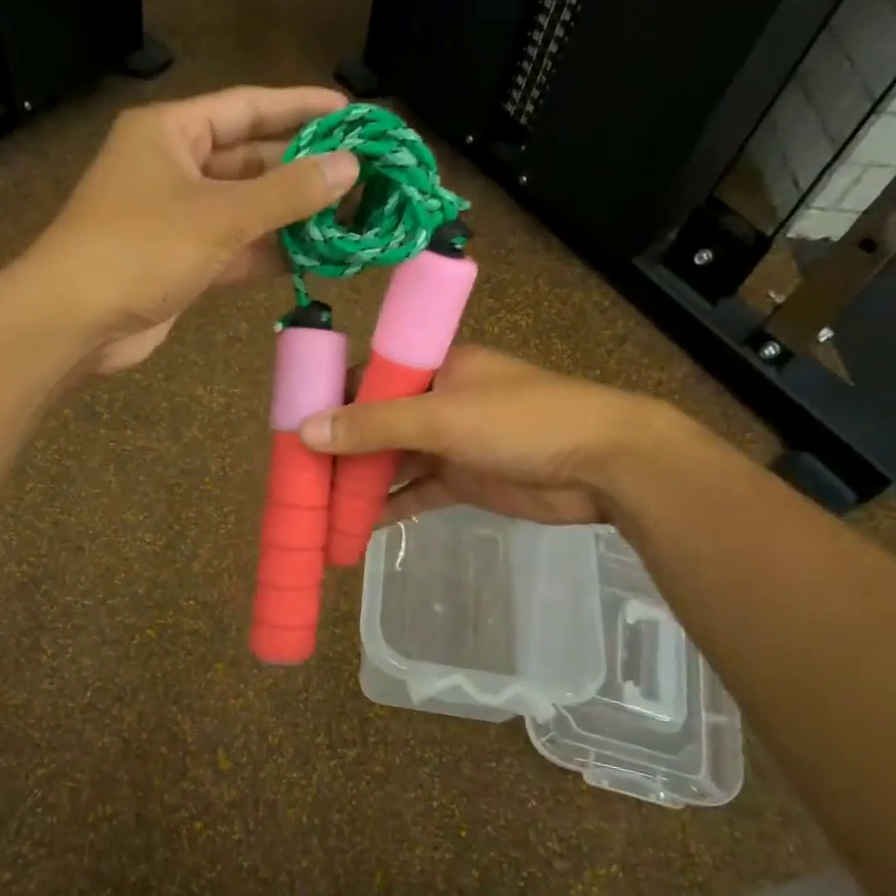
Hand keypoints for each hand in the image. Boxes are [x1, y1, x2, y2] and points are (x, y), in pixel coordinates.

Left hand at [21, 85, 357, 372]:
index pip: (246, 107)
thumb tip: (351, 167)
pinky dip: (268, 252)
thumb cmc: (140, 249)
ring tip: (349, 217)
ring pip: (245, 208)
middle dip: (302, 168)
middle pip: (249, 158)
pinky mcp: (181, 262)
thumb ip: (287, 192)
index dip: (299, 107)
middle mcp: (173, 167)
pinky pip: (234, 248)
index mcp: (171, 132)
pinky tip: (313, 257)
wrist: (75, 321)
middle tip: (361, 174)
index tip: (350, 113)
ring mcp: (176, 218)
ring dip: (290, 215)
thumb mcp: (219, 215)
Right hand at [297, 346, 677, 525]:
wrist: (603, 465)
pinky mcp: (464, 480)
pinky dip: (389, 507)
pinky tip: (355, 528)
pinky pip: (415, 492)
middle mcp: (438, 401)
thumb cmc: (522, 421)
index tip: (292, 427)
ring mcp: (451, 443)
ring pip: (393, 462)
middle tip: (296, 476)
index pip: (369, 378)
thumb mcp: (442, 417)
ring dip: (359, 483)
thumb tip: (306, 431)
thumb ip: (374, 426)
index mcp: (436, 367)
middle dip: (340, 449)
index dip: (331, 400)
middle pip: (376, 424)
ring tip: (316, 507)